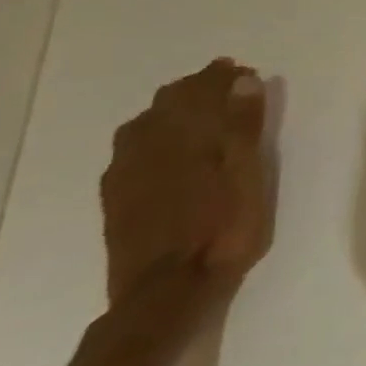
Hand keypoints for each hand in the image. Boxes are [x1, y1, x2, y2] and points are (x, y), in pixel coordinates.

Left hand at [101, 59, 273, 306]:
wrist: (166, 293)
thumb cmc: (222, 230)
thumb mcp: (248, 177)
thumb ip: (243, 128)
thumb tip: (242, 82)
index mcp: (185, 138)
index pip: (202, 91)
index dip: (222, 78)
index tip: (243, 72)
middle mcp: (148, 146)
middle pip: (169, 102)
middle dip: (197, 88)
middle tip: (226, 86)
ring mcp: (126, 172)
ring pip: (145, 122)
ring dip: (172, 108)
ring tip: (196, 109)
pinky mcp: (117, 195)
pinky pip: (131, 147)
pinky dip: (151, 132)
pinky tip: (161, 144)